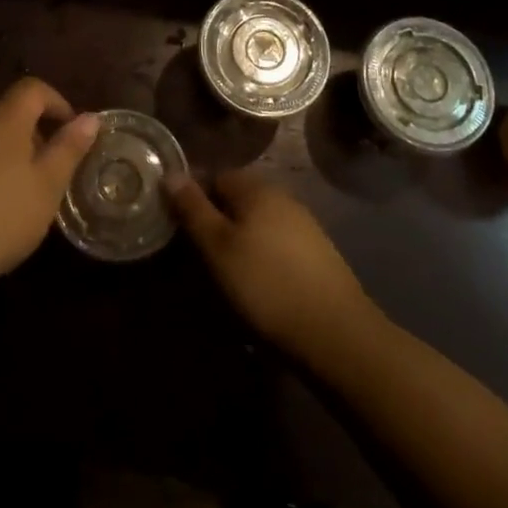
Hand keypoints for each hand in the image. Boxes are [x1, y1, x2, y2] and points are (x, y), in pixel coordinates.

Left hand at [0, 77, 100, 294]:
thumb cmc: (0, 217)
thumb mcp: (47, 187)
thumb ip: (69, 148)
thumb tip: (90, 117)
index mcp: (3, 118)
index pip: (33, 89)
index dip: (57, 103)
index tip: (71, 132)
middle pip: (8, 113)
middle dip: (32, 133)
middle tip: (48, 171)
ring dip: (4, 153)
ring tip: (17, 193)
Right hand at [168, 169, 376, 356]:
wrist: (336, 334)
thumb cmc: (266, 285)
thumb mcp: (218, 248)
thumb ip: (193, 209)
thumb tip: (171, 173)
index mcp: (256, 188)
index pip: (215, 176)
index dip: (194, 198)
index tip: (179, 227)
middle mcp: (282, 197)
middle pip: (238, 199)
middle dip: (217, 220)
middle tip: (199, 255)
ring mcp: (304, 225)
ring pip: (258, 223)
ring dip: (240, 240)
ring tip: (226, 274)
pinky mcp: (318, 255)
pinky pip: (278, 244)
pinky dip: (262, 257)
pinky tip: (259, 285)